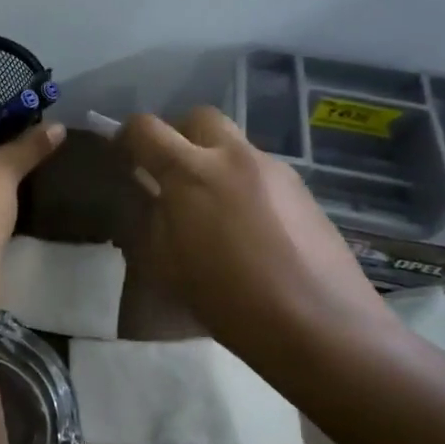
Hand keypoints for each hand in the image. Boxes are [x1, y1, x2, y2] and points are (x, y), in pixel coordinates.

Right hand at [117, 107, 393, 354]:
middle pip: (197, 117)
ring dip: (214, 159)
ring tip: (213, 207)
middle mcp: (233, 156)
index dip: (126, 137)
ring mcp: (274, 169)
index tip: (124, 159)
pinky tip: (249, 227)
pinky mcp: (303, 189)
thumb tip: (147, 195)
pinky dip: (243, 182)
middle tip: (171, 172)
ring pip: (234, 143)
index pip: (145, 128)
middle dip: (178, 135)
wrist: (321, 326)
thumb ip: (148, 220)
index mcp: (190, 172)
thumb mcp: (166, 266)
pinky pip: (261, 170)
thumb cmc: (229, 301)